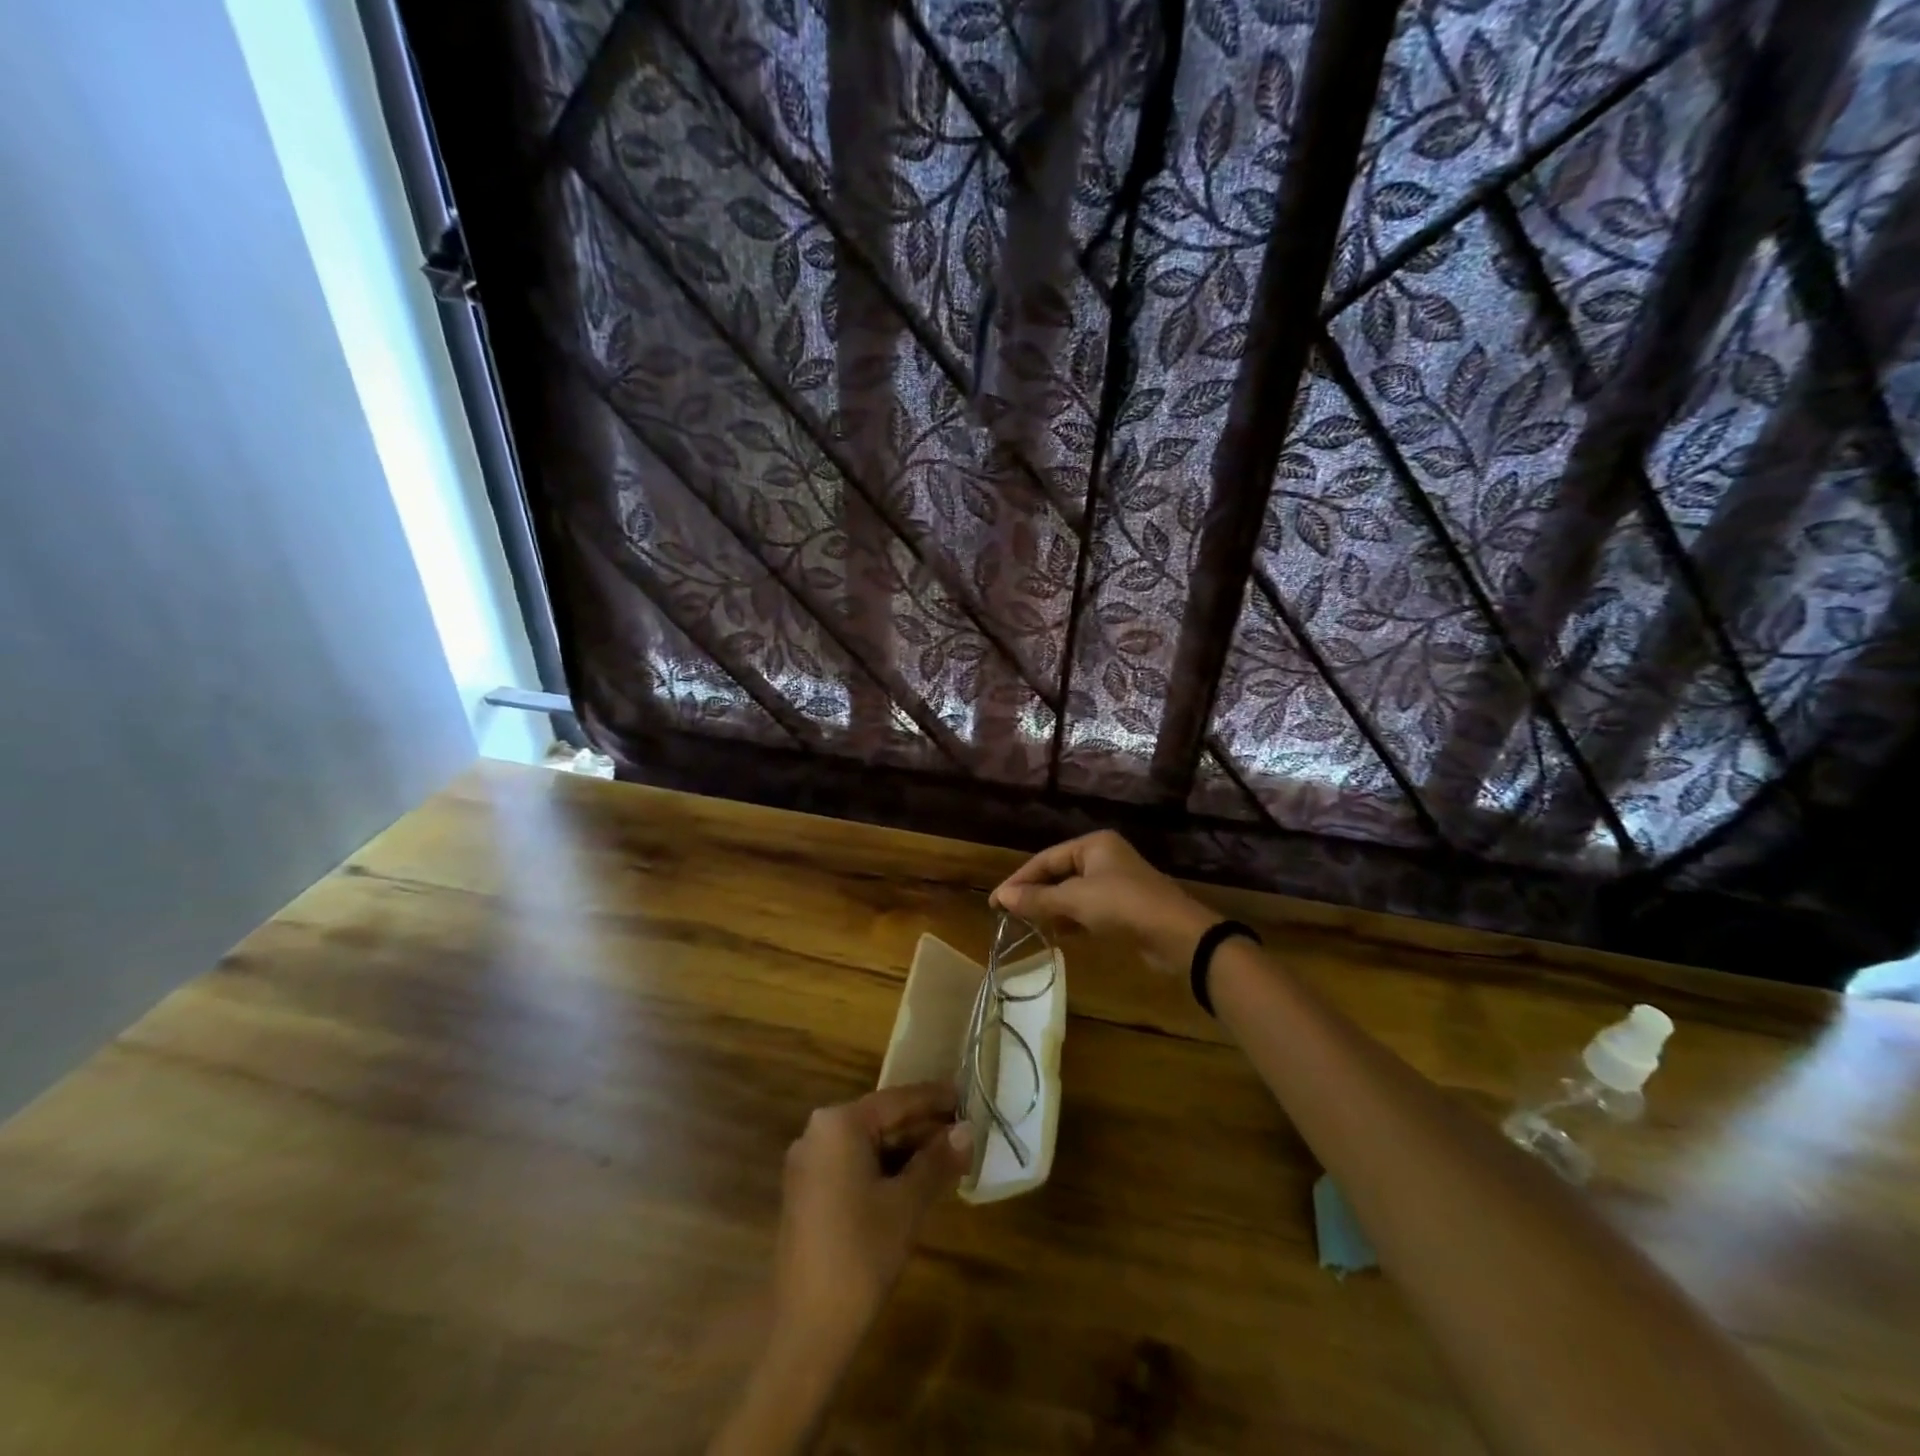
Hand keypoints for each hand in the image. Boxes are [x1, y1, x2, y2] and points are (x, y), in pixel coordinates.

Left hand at [773, 1083, 972, 1353]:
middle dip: (923, 1128)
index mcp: (839, 1124)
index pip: (897, 1100)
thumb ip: (938, 1160)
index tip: (967, 1096)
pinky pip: (853, 1165)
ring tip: (949, 1158)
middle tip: (965, 1133)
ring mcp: (808, 1164)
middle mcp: (817, 1133)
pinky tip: (915, 1183)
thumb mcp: (908, 1204)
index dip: (935, 1099)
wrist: (804, 1330)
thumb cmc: (860, 1254)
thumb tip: (967, 1129)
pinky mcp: (807, 1193)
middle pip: (881, 1120)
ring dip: (906, 1151)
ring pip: (868, 1145)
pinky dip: (884, 1170)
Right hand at [991, 830, 1216, 974]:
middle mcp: (1104, 858)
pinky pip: (1087, 910)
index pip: (1045, 858)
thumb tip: (1001, 897)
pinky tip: (1056, 934)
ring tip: (1026, 925)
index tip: (996, 901)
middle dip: (1034, 894)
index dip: (1019, 879)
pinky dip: (1070, 919)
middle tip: (1007, 914)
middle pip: (1058, 874)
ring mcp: (1115, 883)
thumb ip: (1037, 899)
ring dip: (1051, 908)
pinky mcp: (1123, 908)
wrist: (1177, 936)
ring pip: (1072, 893)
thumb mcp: (1075, 900)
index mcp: (1093, 845)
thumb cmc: (1123, 905)